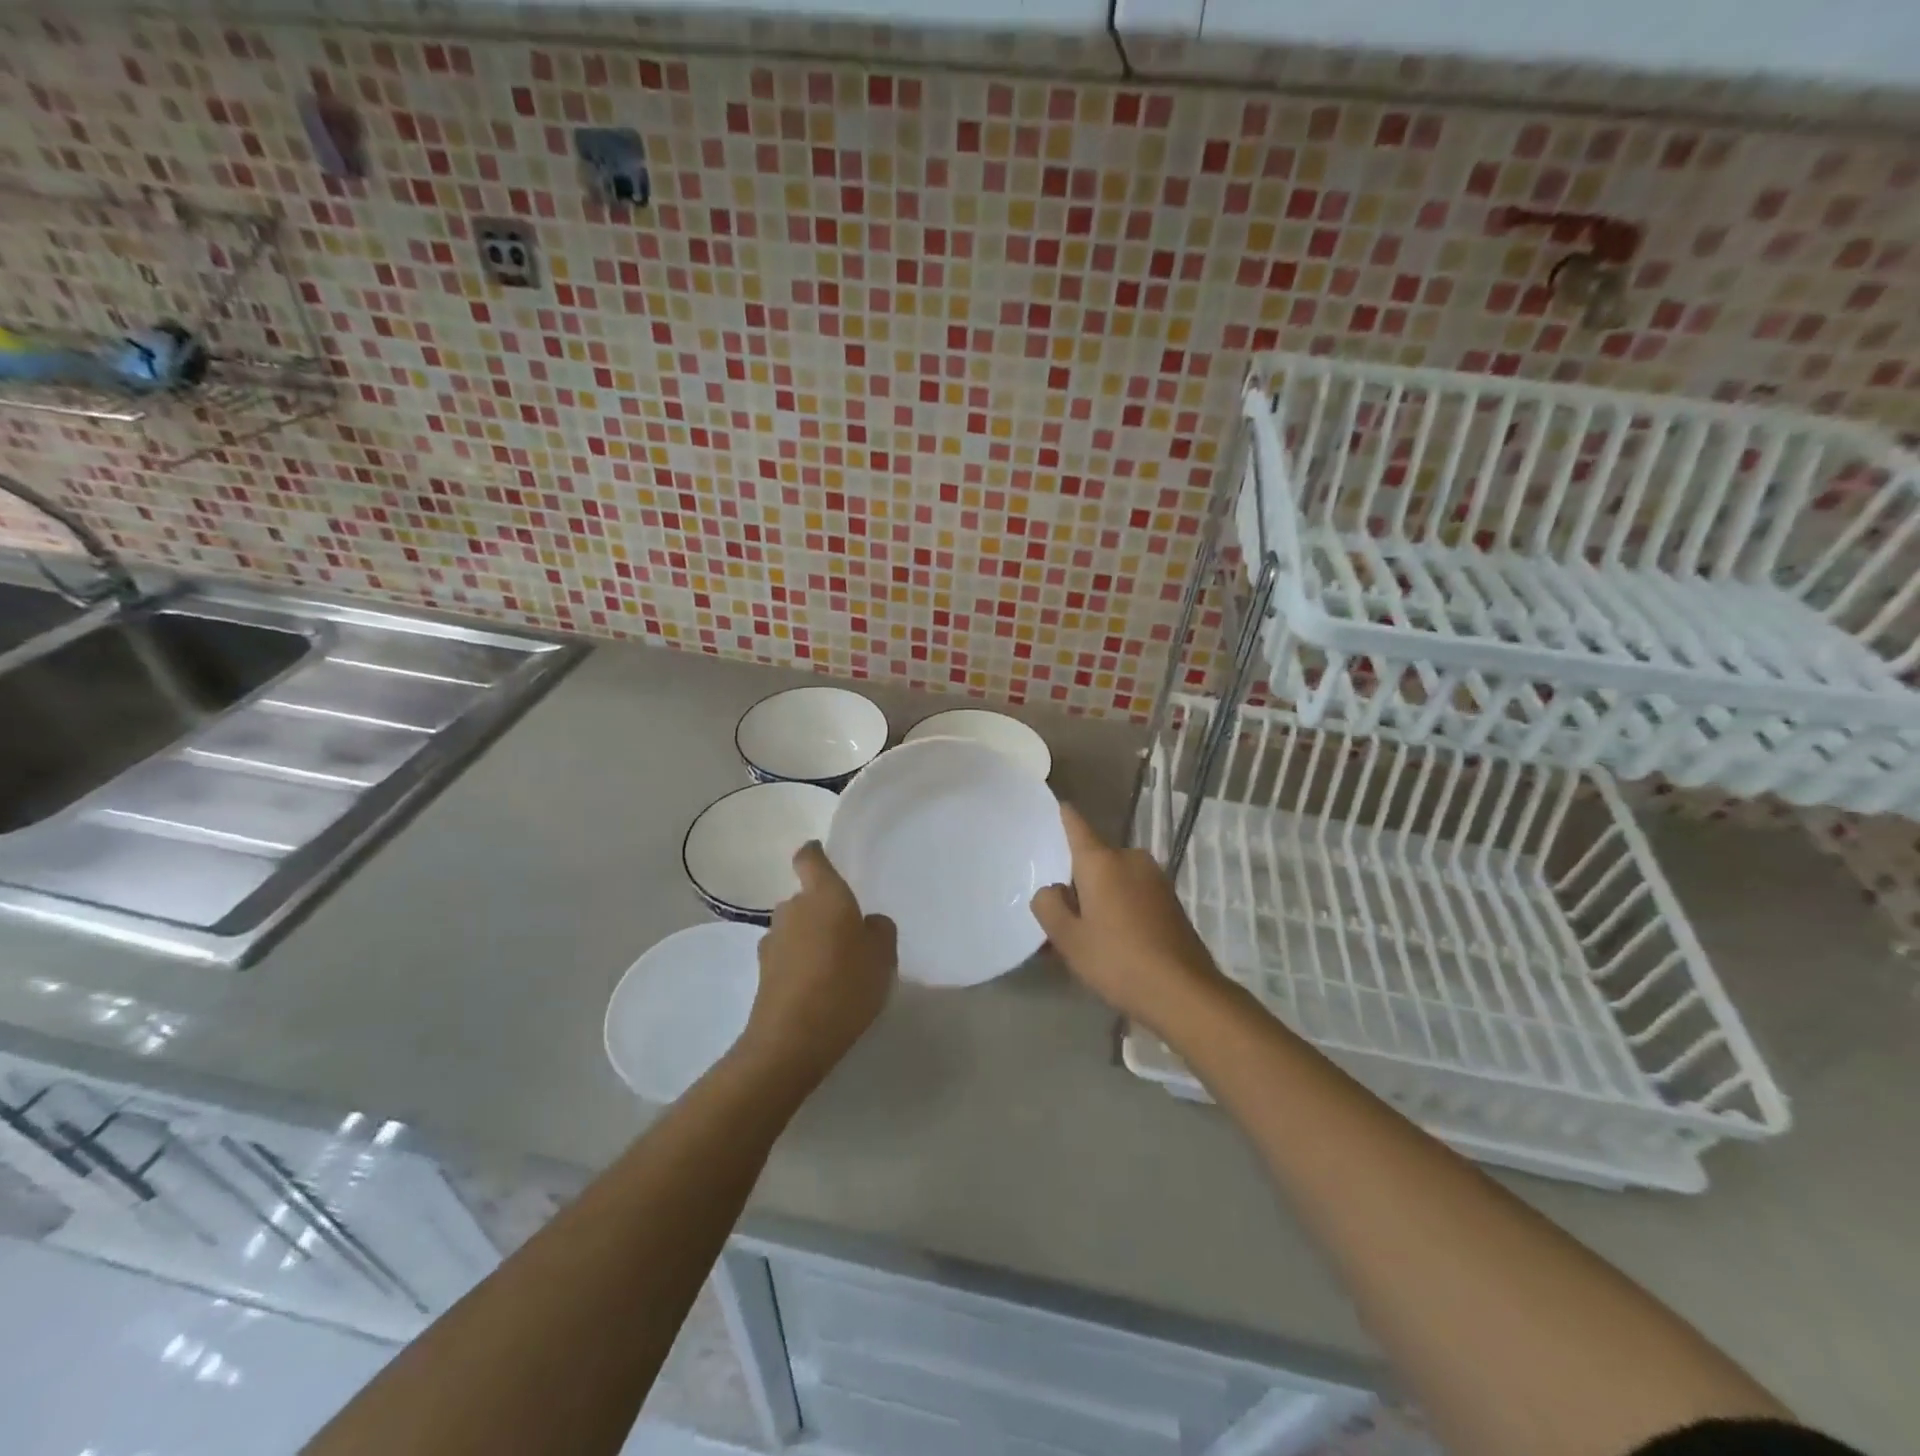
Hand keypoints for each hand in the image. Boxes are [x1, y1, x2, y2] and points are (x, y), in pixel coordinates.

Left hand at [738, 842, 896, 1089]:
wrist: (793, 1039)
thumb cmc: (846, 984)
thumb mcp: (883, 955)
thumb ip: (878, 929)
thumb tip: (865, 924)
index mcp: (824, 895)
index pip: (810, 858)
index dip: (815, 853)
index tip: (820, 854)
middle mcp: (793, 909)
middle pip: (806, 898)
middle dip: (822, 910)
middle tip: (848, 934)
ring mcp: (773, 941)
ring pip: (796, 928)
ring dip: (810, 938)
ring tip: (834, 967)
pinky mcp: (763, 972)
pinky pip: (787, 956)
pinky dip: (800, 964)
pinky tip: (817, 989)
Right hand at [1031, 804, 1226, 1033]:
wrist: (1184, 993)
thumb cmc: (1118, 960)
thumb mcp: (1068, 939)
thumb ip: (1049, 906)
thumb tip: (1053, 889)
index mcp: (1102, 861)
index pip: (1076, 824)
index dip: (1063, 815)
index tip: (1055, 805)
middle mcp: (1130, 859)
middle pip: (1094, 860)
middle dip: (1078, 881)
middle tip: (1062, 916)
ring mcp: (1156, 879)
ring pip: (1115, 880)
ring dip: (1100, 898)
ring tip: (1087, 937)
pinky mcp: (1171, 901)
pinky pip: (1134, 895)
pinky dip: (1120, 909)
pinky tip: (1115, 943)